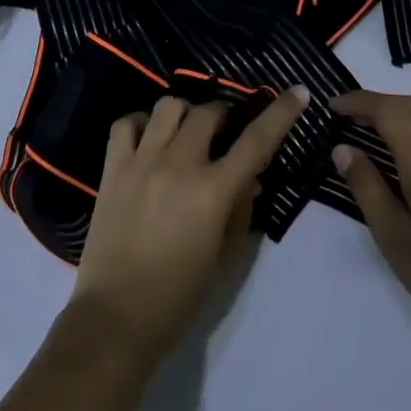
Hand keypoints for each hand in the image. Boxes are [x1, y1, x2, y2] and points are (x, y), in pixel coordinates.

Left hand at [71, 86, 311, 362]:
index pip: (256, 141)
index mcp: (213, 192)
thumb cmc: (178, 297)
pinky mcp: (112, 167)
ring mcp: (142, 161)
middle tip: (225, 132)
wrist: (115, 318)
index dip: (281, 113)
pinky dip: (142, 123)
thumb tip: (250, 179)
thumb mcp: (223, 259)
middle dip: (224, 115)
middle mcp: (179, 165)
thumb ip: (241, 212)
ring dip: (186, 113)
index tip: (297, 92)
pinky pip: (127, 123)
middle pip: (209, 113)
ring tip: (186, 133)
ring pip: (169, 106)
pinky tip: (149, 139)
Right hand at [331, 90, 410, 345]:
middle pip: (408, 104)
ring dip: (397, 111)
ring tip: (370, 130)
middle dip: (374, 102)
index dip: (356, 102)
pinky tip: (406, 152)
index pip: (386, 109)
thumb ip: (366, 187)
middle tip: (345, 117)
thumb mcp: (394, 236)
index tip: (330, 107)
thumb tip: (342, 148)